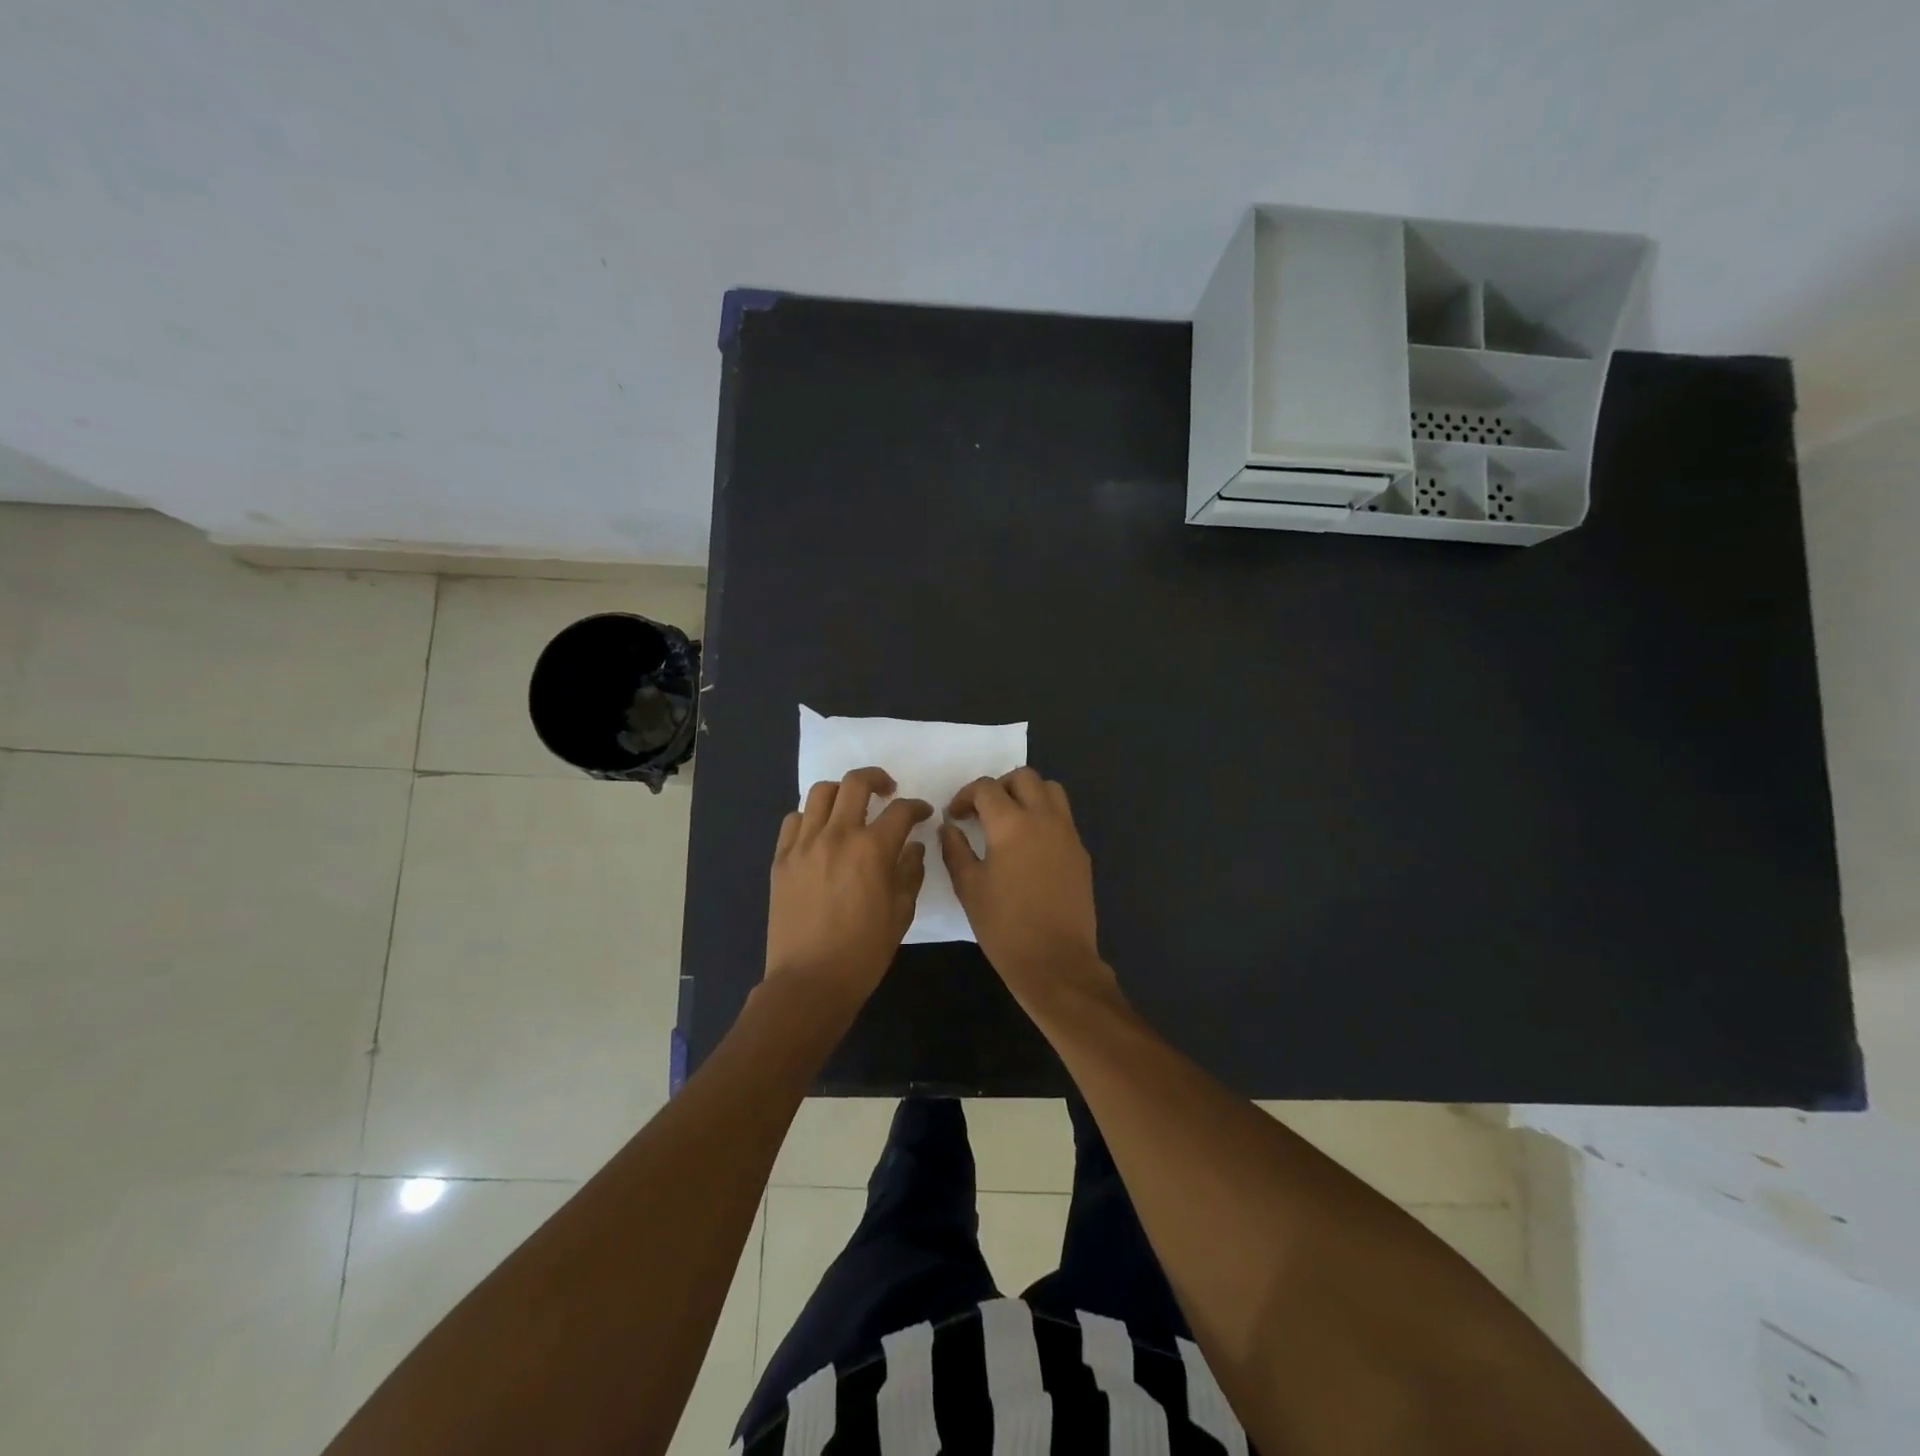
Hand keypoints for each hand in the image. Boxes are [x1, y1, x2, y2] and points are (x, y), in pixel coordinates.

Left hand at [765, 767, 931, 1006]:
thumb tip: (913, 847)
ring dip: (842, 793)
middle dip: (878, 779)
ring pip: (821, 793)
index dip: (917, 807)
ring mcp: (803, 844)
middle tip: (888, 791)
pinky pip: (793, 820)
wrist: (809, 981)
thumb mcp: (901, 913)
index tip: (922, 813)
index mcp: (872, 850)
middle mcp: (837, 836)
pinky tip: (820, 831)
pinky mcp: (781, 859)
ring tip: (851, 807)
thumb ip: (910, 872)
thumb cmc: (864, 952)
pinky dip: (810, 816)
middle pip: (856, 783)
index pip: (901, 810)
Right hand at [939, 768, 1116, 1009]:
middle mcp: (1044, 818)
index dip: (965, 796)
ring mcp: (1068, 833)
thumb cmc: (1004, 927)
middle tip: (983, 811)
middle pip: (1024, 777)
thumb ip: (955, 850)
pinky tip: (1030, 845)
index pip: (986, 788)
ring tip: (1010, 819)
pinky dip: (1045, 816)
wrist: (1055, 961)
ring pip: (1051, 790)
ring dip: (1028, 794)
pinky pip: (1063, 817)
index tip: (955, 815)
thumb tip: (949, 827)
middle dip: (999, 786)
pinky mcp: (1081, 852)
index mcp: (1011, 824)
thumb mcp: (969, 888)